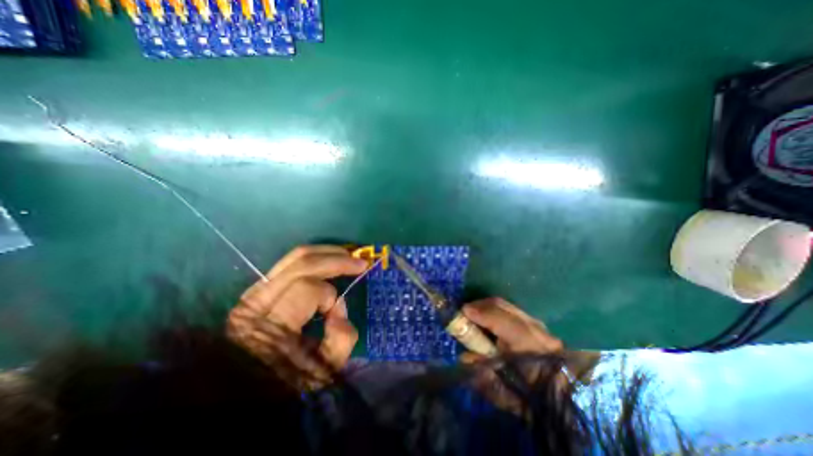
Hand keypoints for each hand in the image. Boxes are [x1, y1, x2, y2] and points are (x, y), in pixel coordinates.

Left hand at [228, 248, 368, 389]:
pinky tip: (327, 259)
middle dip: (337, 259)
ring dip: (326, 252)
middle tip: (361, 262)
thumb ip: (341, 341)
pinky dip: (312, 257)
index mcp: (272, 327)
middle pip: (302, 264)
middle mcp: (258, 303)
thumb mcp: (322, 372)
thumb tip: (340, 308)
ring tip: (347, 255)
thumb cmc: (284, 383)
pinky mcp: (255, 289)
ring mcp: (253, 293)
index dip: (330, 297)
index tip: (338, 315)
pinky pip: (288, 263)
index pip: (309, 290)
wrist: (237, 391)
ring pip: (293, 257)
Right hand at [456, 297, 567, 414]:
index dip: (480, 313)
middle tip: (464, 312)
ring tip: (474, 314)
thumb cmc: (531, 398)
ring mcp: (538, 325)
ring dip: (486, 306)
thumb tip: (463, 356)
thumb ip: (481, 371)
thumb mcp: (503, 392)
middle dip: (479, 305)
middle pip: (502, 306)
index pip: (502, 321)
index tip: (462, 312)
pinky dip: (495, 310)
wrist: (562, 399)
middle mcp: (536, 330)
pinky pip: (510, 309)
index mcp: (529, 348)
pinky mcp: (536, 324)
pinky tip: (487, 318)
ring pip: (506, 305)